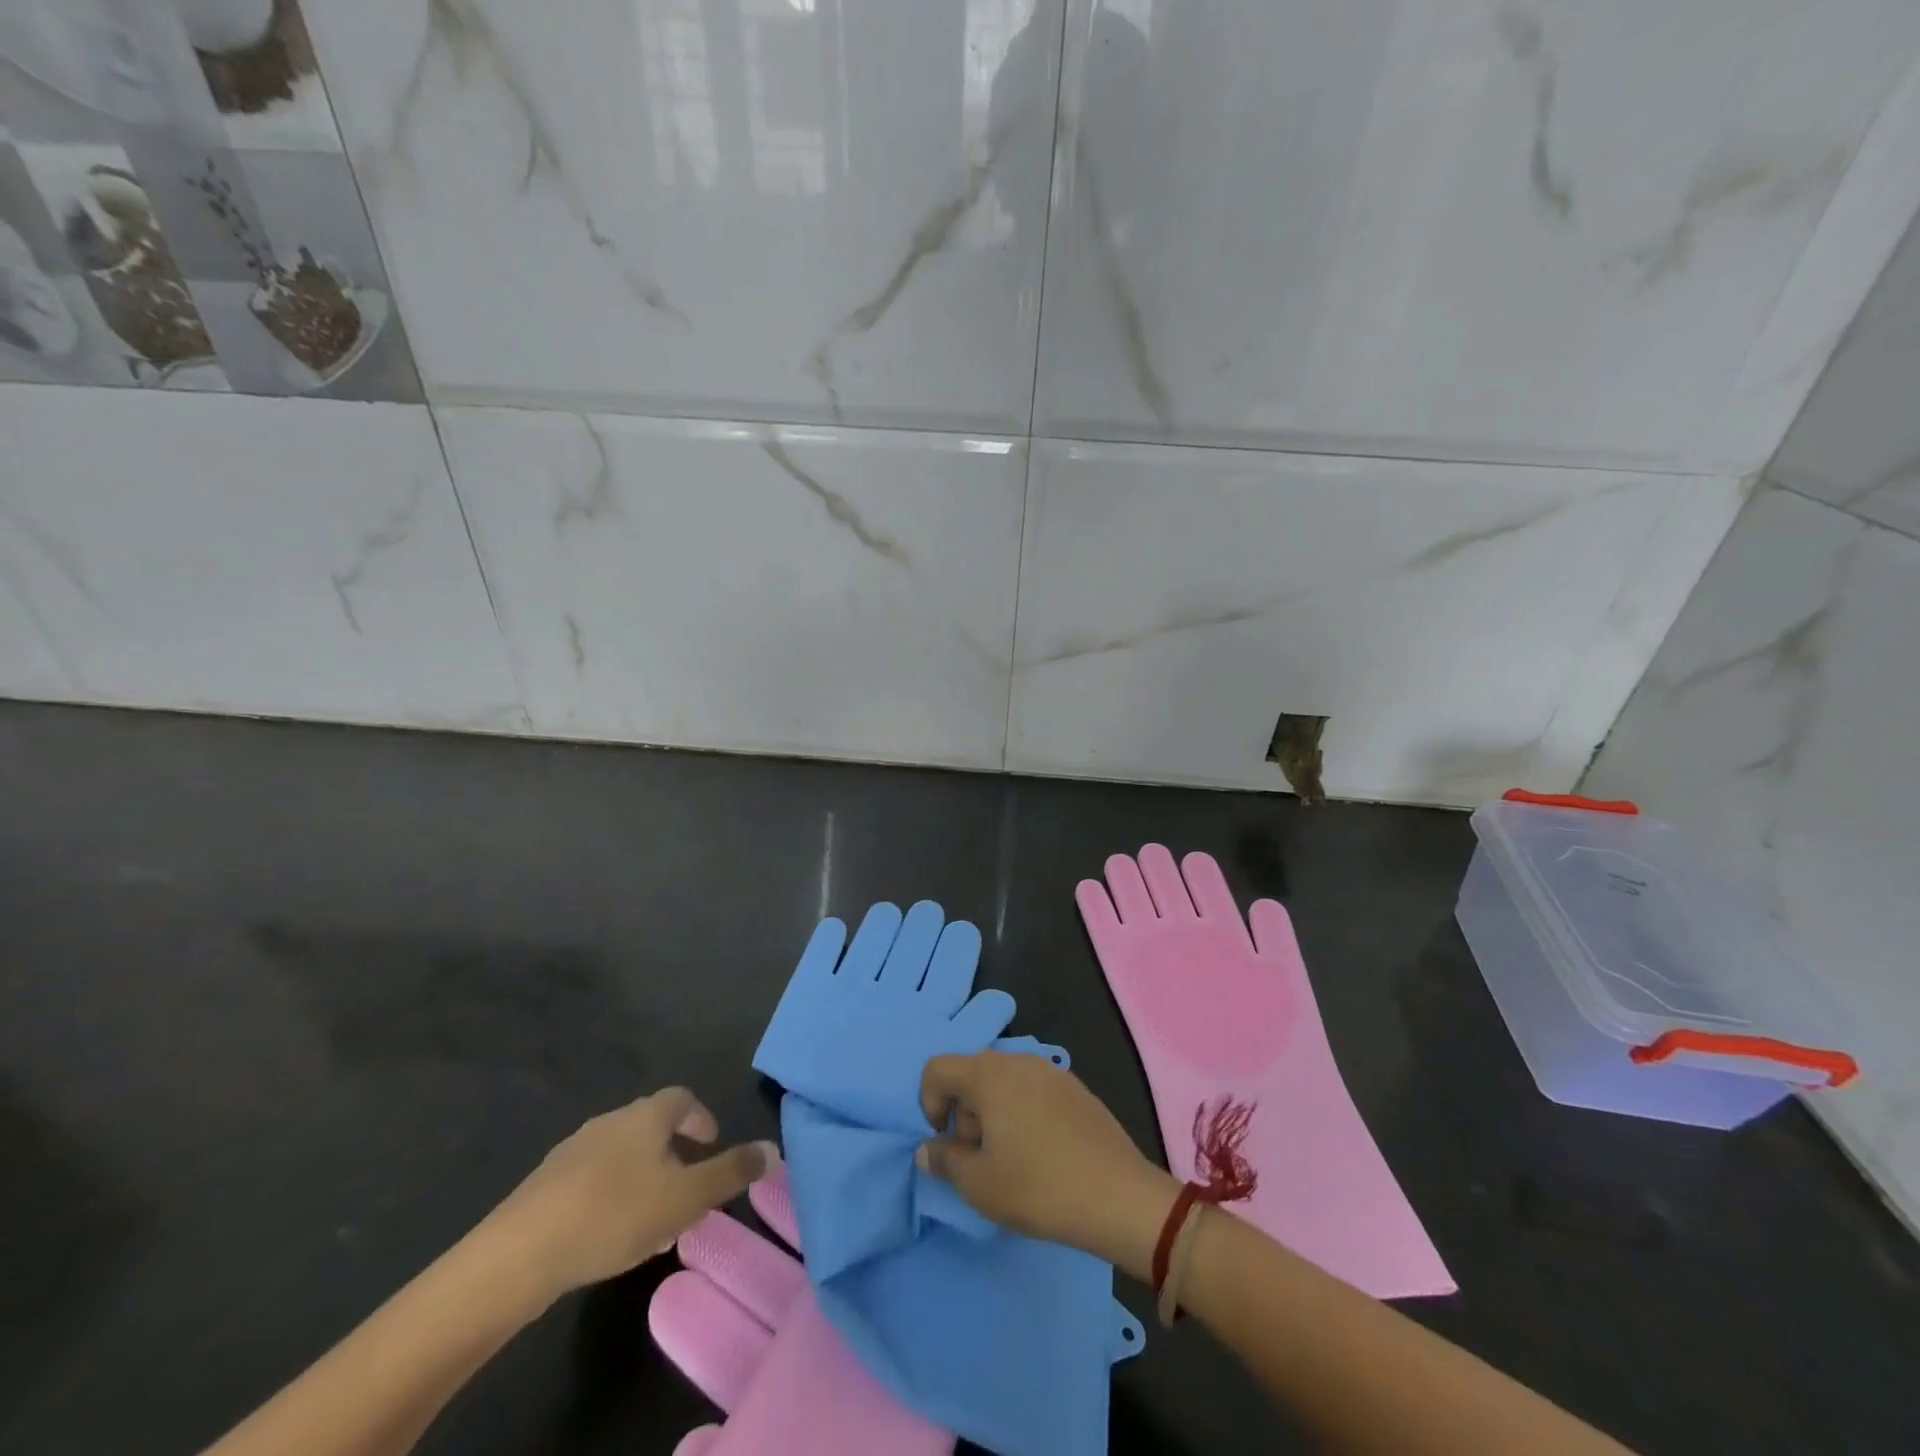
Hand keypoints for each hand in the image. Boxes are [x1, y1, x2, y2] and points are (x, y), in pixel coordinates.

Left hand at [492, 1088, 777, 1300]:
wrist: (517, 1255)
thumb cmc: (614, 1215)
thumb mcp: (686, 1198)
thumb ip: (731, 1172)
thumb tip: (773, 1149)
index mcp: (646, 1116)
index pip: (682, 1098)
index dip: (700, 1117)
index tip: (710, 1144)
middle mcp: (610, 1121)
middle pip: (651, 1126)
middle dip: (673, 1153)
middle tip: (687, 1190)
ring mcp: (573, 1150)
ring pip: (621, 1154)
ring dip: (642, 1177)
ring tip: (652, 1220)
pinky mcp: (544, 1185)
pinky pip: (591, 1179)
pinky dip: (610, 1195)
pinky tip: (609, 1235)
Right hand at [917, 1053, 1177, 1280]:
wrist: (1118, 1196)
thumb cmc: (1038, 1187)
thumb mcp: (978, 1184)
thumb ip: (945, 1160)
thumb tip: (927, 1148)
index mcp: (989, 1075)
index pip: (937, 1069)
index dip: (928, 1103)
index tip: (945, 1143)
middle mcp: (1018, 1061)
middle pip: (971, 1073)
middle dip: (962, 1112)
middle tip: (976, 1157)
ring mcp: (1051, 1071)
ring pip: (1004, 1081)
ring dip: (992, 1112)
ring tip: (1009, 1157)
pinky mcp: (1076, 1088)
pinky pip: (1033, 1089)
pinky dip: (1022, 1111)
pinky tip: (1041, 1152)